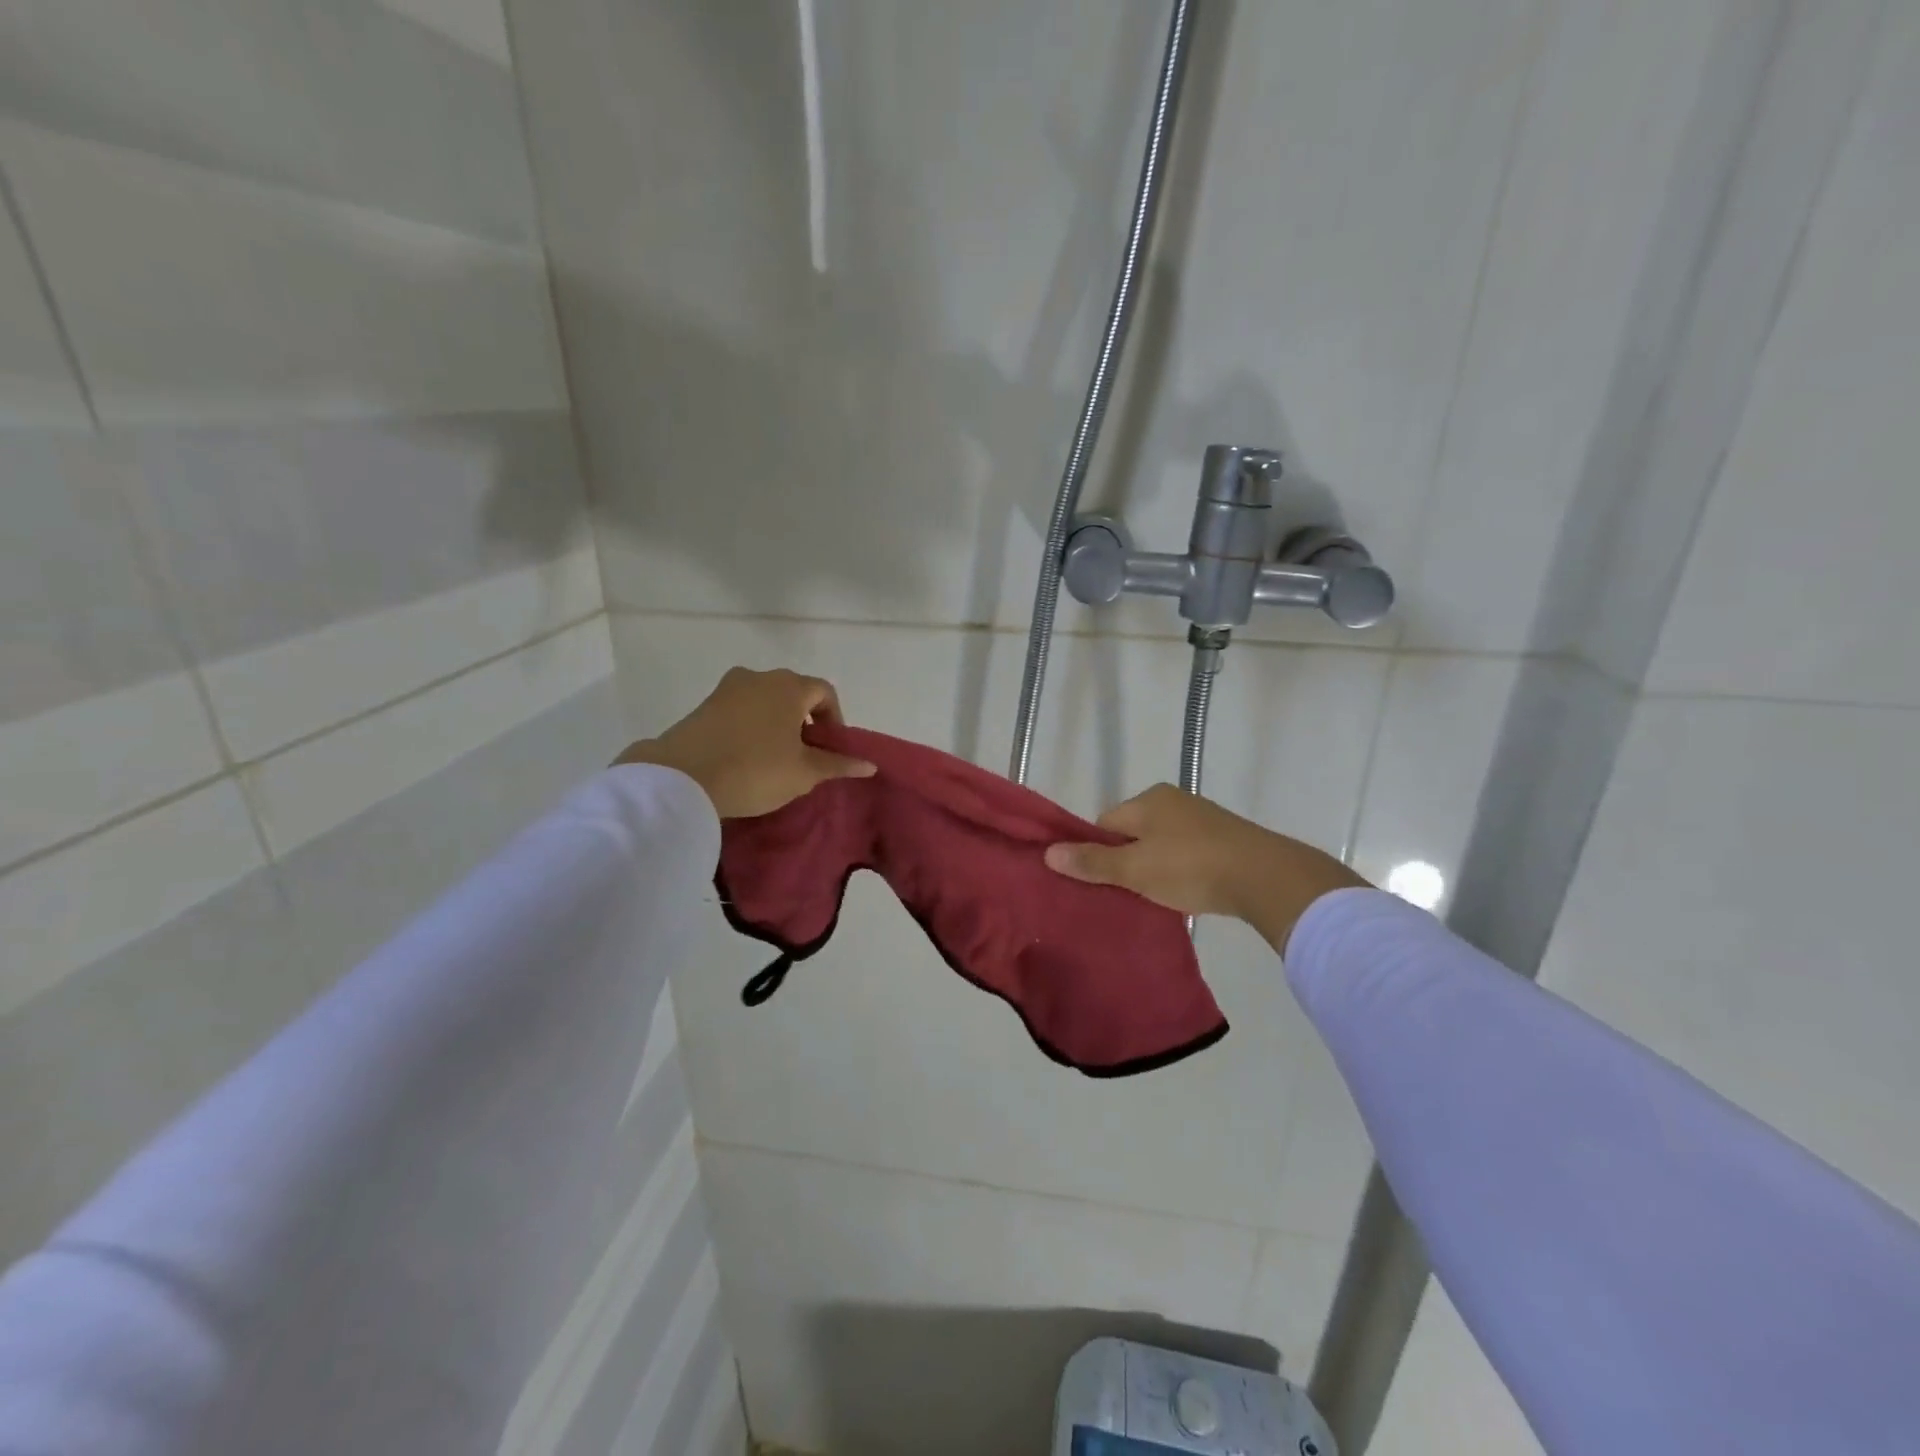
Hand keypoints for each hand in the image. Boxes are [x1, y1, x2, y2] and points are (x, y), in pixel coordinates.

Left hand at [616, 667, 874, 818]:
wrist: (681, 779)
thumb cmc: (755, 770)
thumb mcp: (804, 772)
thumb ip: (838, 764)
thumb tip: (870, 764)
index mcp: (789, 686)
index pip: (824, 692)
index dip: (835, 719)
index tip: (830, 749)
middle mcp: (759, 677)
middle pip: (793, 692)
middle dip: (805, 720)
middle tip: (805, 754)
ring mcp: (727, 688)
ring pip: (764, 700)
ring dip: (776, 722)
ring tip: (774, 757)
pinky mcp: (703, 705)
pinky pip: (739, 710)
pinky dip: (750, 726)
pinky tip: (745, 756)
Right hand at [1044, 783, 1367, 953]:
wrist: (1265, 877)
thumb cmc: (1191, 867)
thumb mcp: (1135, 869)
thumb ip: (1093, 862)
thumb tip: (1049, 852)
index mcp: (1148, 799)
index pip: (1105, 824)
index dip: (1098, 853)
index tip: (1102, 883)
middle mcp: (1173, 800)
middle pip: (1132, 833)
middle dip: (1126, 862)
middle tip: (1127, 893)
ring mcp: (1202, 818)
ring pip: (1161, 844)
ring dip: (1155, 868)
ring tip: (1156, 897)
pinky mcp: (1225, 838)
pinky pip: (1187, 852)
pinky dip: (1181, 870)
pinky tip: (1186, 891)